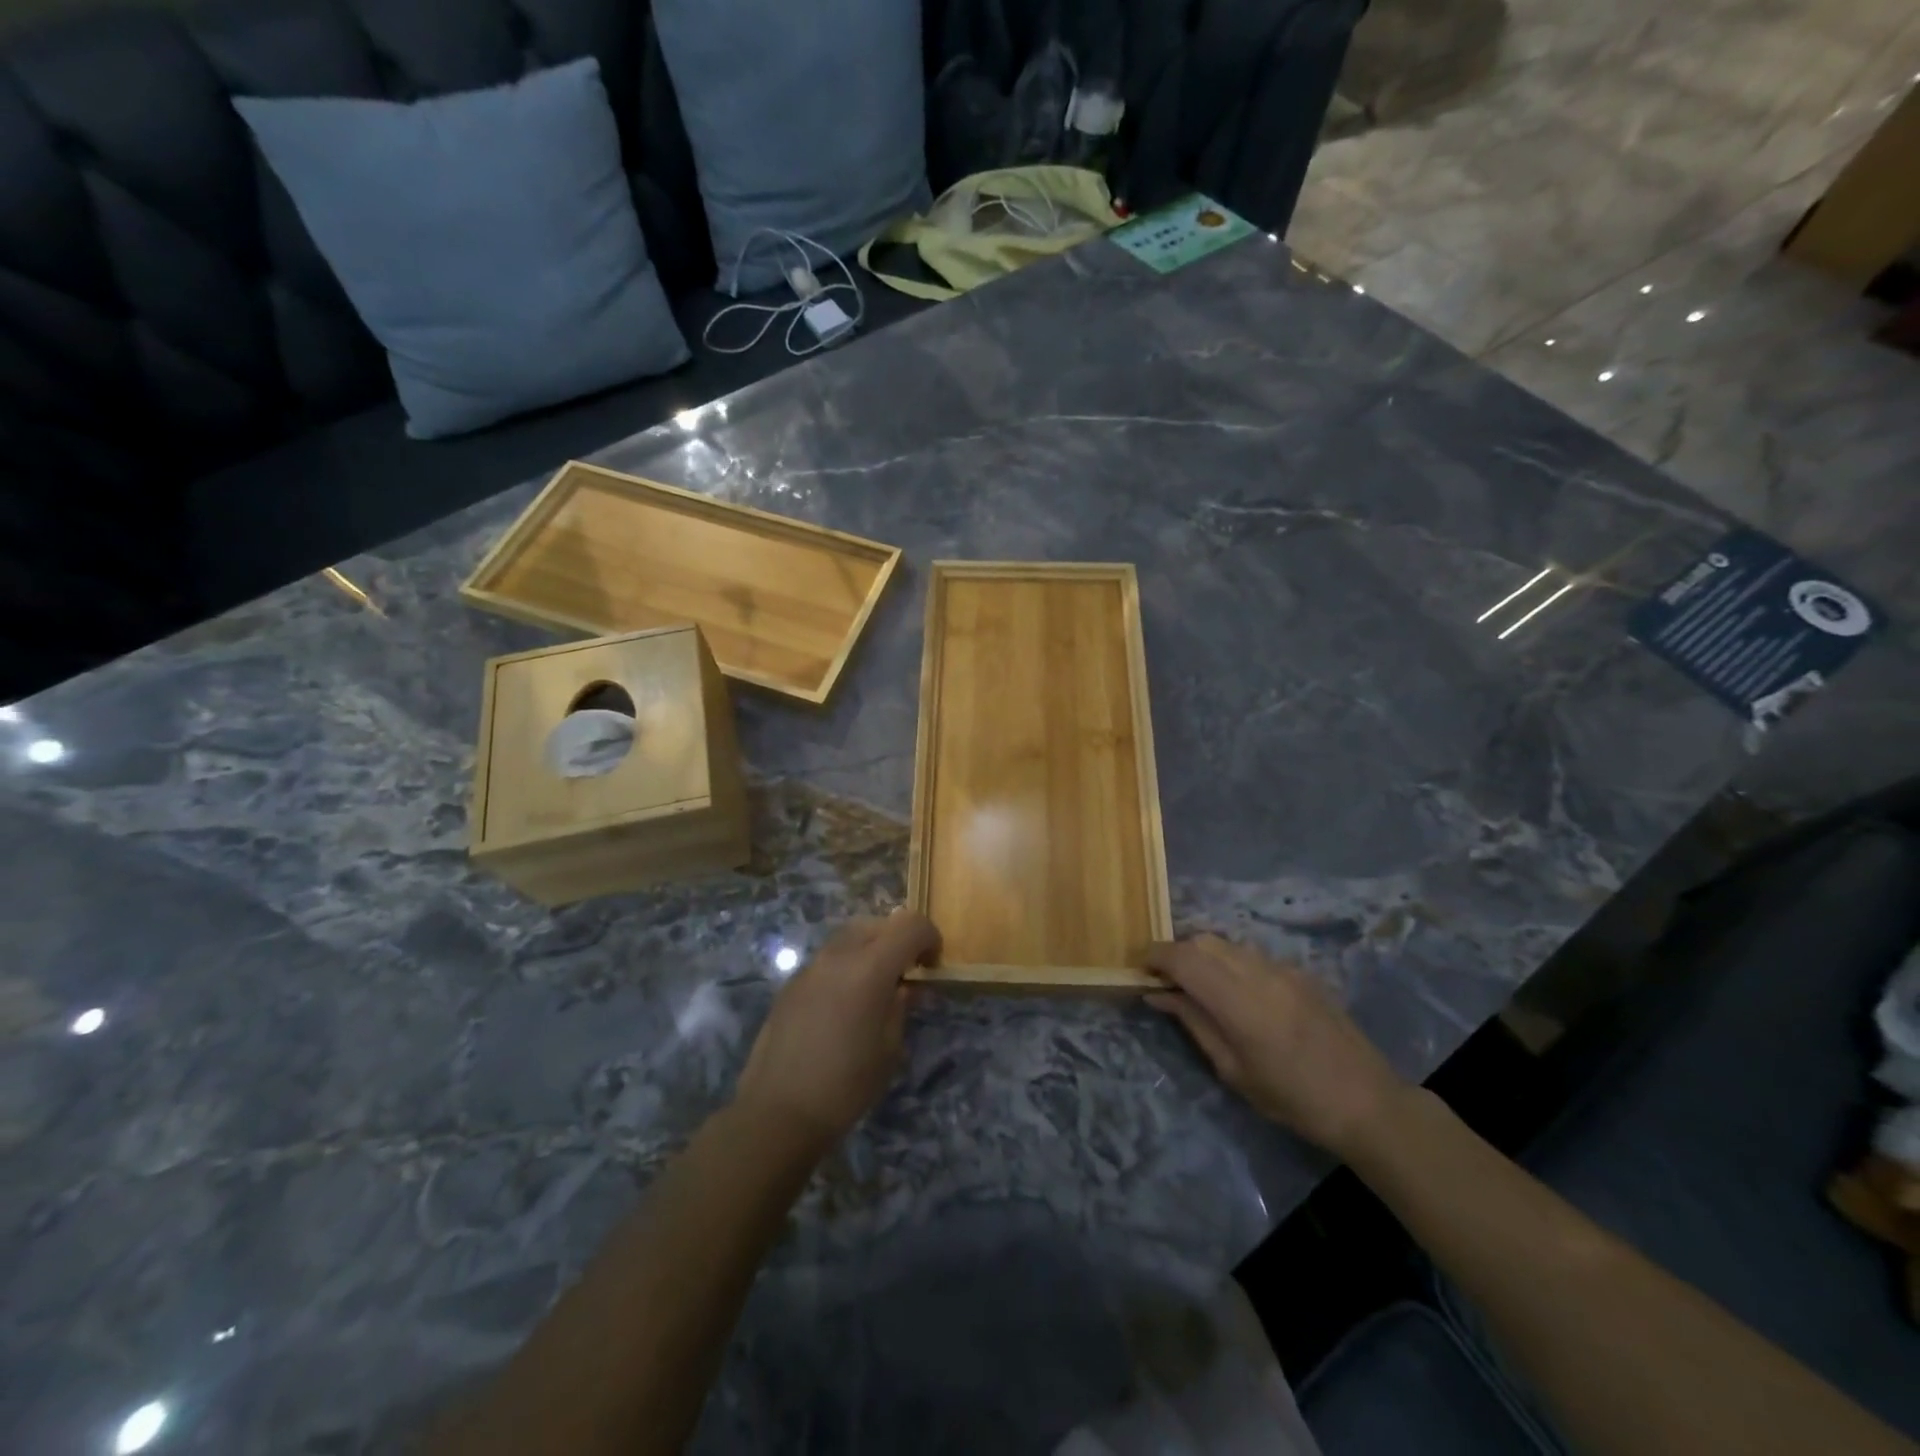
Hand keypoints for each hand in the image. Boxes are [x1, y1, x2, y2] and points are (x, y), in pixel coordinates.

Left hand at [734, 911, 940, 1149]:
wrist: (778, 1112)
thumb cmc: (846, 1085)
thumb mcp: (890, 1049)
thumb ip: (901, 1006)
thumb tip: (905, 987)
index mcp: (870, 968)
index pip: (910, 925)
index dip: (929, 937)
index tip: (933, 964)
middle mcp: (838, 955)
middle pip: (877, 923)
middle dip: (898, 939)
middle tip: (907, 973)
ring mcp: (810, 967)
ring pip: (849, 936)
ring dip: (870, 949)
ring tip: (876, 987)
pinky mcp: (791, 984)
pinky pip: (827, 959)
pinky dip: (846, 966)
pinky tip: (844, 1004)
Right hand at [1146, 935, 1406, 1157]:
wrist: (1367, 1102)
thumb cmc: (1292, 1098)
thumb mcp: (1232, 1070)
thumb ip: (1194, 1023)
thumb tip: (1158, 995)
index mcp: (1238, 1001)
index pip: (1184, 958)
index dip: (1156, 956)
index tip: (1140, 968)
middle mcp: (1258, 972)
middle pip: (1203, 941)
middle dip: (1178, 953)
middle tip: (1166, 979)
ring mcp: (1283, 968)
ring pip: (1228, 943)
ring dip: (1205, 955)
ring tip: (1199, 984)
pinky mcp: (1301, 972)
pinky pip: (1253, 954)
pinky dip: (1232, 962)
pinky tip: (1238, 991)